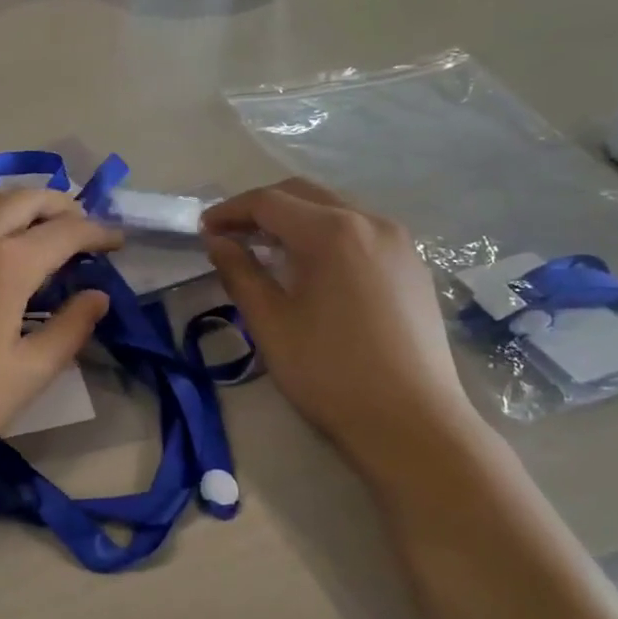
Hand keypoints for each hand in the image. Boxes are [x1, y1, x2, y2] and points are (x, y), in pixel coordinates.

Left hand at [0, 186, 121, 475]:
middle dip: (63, 206)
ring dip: (21, 201)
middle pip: (26, 199)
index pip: (65, 232)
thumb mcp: (28, 375)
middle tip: (84, 228)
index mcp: (6, 265)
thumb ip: (70, 330)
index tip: (118, 242)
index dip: (98, 232)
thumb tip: (98, 296)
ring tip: (39, 225)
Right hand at [203, 179, 476, 461]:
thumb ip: (240, 273)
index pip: (269, 202)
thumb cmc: (330, 374)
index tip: (203, 230)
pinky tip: (313, 269)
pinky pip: (361, 233)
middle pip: (304, 195)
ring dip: (296, 221)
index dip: (230, 211)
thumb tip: (218, 242)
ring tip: (267, 251)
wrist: (412, 423)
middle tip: (230, 236)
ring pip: (336, 211)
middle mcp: (370, 221)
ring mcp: (399, 242)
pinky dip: (327, 237)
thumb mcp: (271, 324)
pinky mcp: (413, 266)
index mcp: (332, 232)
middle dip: (261, 209)